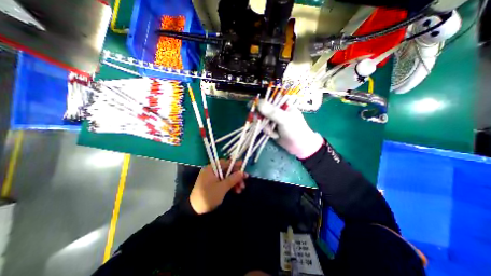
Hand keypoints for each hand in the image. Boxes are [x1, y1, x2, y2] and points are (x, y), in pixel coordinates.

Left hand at [189, 158, 247, 214]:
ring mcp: (212, 179)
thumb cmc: (208, 196)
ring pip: (226, 177)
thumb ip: (233, 178)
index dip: (235, 164)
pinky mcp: (213, 185)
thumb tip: (242, 172)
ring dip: (234, 182)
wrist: (195, 211)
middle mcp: (211, 172)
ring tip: (241, 189)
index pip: (225, 163)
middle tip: (245, 180)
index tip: (243, 166)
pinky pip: (224, 182)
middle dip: (236, 176)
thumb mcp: (222, 187)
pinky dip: (230, 186)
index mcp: (211, 169)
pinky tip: (236, 191)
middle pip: (227, 170)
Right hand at [255, 100, 324, 158]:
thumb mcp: (284, 119)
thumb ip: (272, 112)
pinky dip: (269, 133)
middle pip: (263, 111)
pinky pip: (265, 128)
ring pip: (263, 121)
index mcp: (283, 105)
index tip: (251, 106)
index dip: (259, 103)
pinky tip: (275, 136)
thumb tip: (258, 103)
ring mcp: (274, 120)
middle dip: (262, 119)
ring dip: (267, 128)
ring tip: (275, 133)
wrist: (299, 146)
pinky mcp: (272, 128)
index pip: (268, 100)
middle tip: (262, 123)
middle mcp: (277, 111)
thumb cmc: (295, 130)